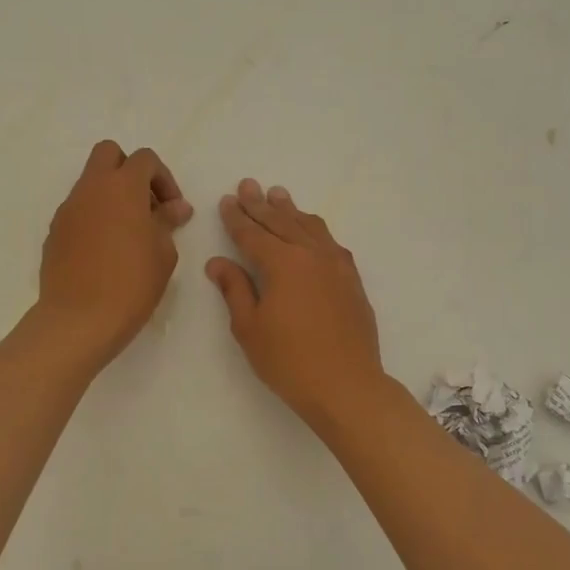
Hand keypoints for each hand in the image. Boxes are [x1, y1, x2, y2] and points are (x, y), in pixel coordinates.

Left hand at [38, 141, 193, 366]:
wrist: (80, 319)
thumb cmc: (132, 283)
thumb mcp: (163, 252)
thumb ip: (167, 222)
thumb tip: (176, 207)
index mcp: (122, 187)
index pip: (144, 159)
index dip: (163, 178)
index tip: (172, 209)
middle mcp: (91, 189)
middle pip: (108, 154)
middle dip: (130, 171)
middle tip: (146, 205)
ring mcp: (68, 209)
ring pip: (90, 183)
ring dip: (111, 196)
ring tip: (129, 234)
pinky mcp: (55, 232)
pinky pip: (78, 211)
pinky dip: (95, 218)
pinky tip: (106, 252)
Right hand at [207, 179, 387, 427]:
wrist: (347, 385)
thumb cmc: (289, 361)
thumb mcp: (250, 328)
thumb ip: (235, 289)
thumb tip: (217, 262)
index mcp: (282, 263)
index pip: (253, 234)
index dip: (237, 218)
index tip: (227, 201)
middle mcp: (311, 255)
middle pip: (281, 222)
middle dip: (261, 204)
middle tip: (248, 185)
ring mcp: (337, 266)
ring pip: (310, 227)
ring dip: (291, 210)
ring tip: (279, 195)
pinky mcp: (352, 280)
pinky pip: (331, 243)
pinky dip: (316, 230)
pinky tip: (312, 230)